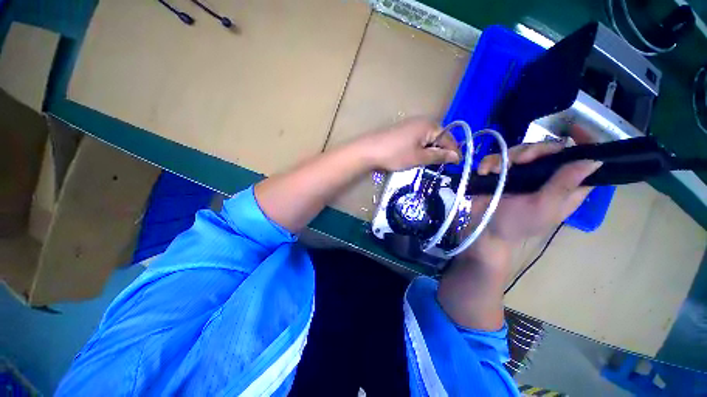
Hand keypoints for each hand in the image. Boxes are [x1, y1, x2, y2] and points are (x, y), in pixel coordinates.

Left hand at [357, 118, 460, 171]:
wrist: (368, 150)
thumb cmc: (395, 154)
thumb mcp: (419, 157)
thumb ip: (438, 156)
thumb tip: (456, 156)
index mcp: (429, 125)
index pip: (448, 138)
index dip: (453, 151)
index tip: (456, 164)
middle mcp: (421, 121)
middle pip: (438, 137)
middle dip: (441, 151)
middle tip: (442, 166)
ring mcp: (410, 125)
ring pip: (427, 139)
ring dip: (430, 150)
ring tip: (429, 163)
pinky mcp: (402, 131)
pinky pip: (417, 139)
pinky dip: (420, 148)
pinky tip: (416, 156)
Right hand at [437, 140, 600, 330]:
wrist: (484, 232)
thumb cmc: (517, 225)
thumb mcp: (544, 208)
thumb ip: (565, 184)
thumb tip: (594, 159)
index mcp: (563, 186)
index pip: (581, 159)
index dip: (584, 142)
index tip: (575, 130)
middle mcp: (543, 176)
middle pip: (546, 149)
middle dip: (534, 150)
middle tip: (521, 160)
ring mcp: (519, 174)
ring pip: (520, 151)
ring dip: (507, 157)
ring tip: (496, 170)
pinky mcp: (499, 175)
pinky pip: (496, 158)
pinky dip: (490, 162)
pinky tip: (486, 171)